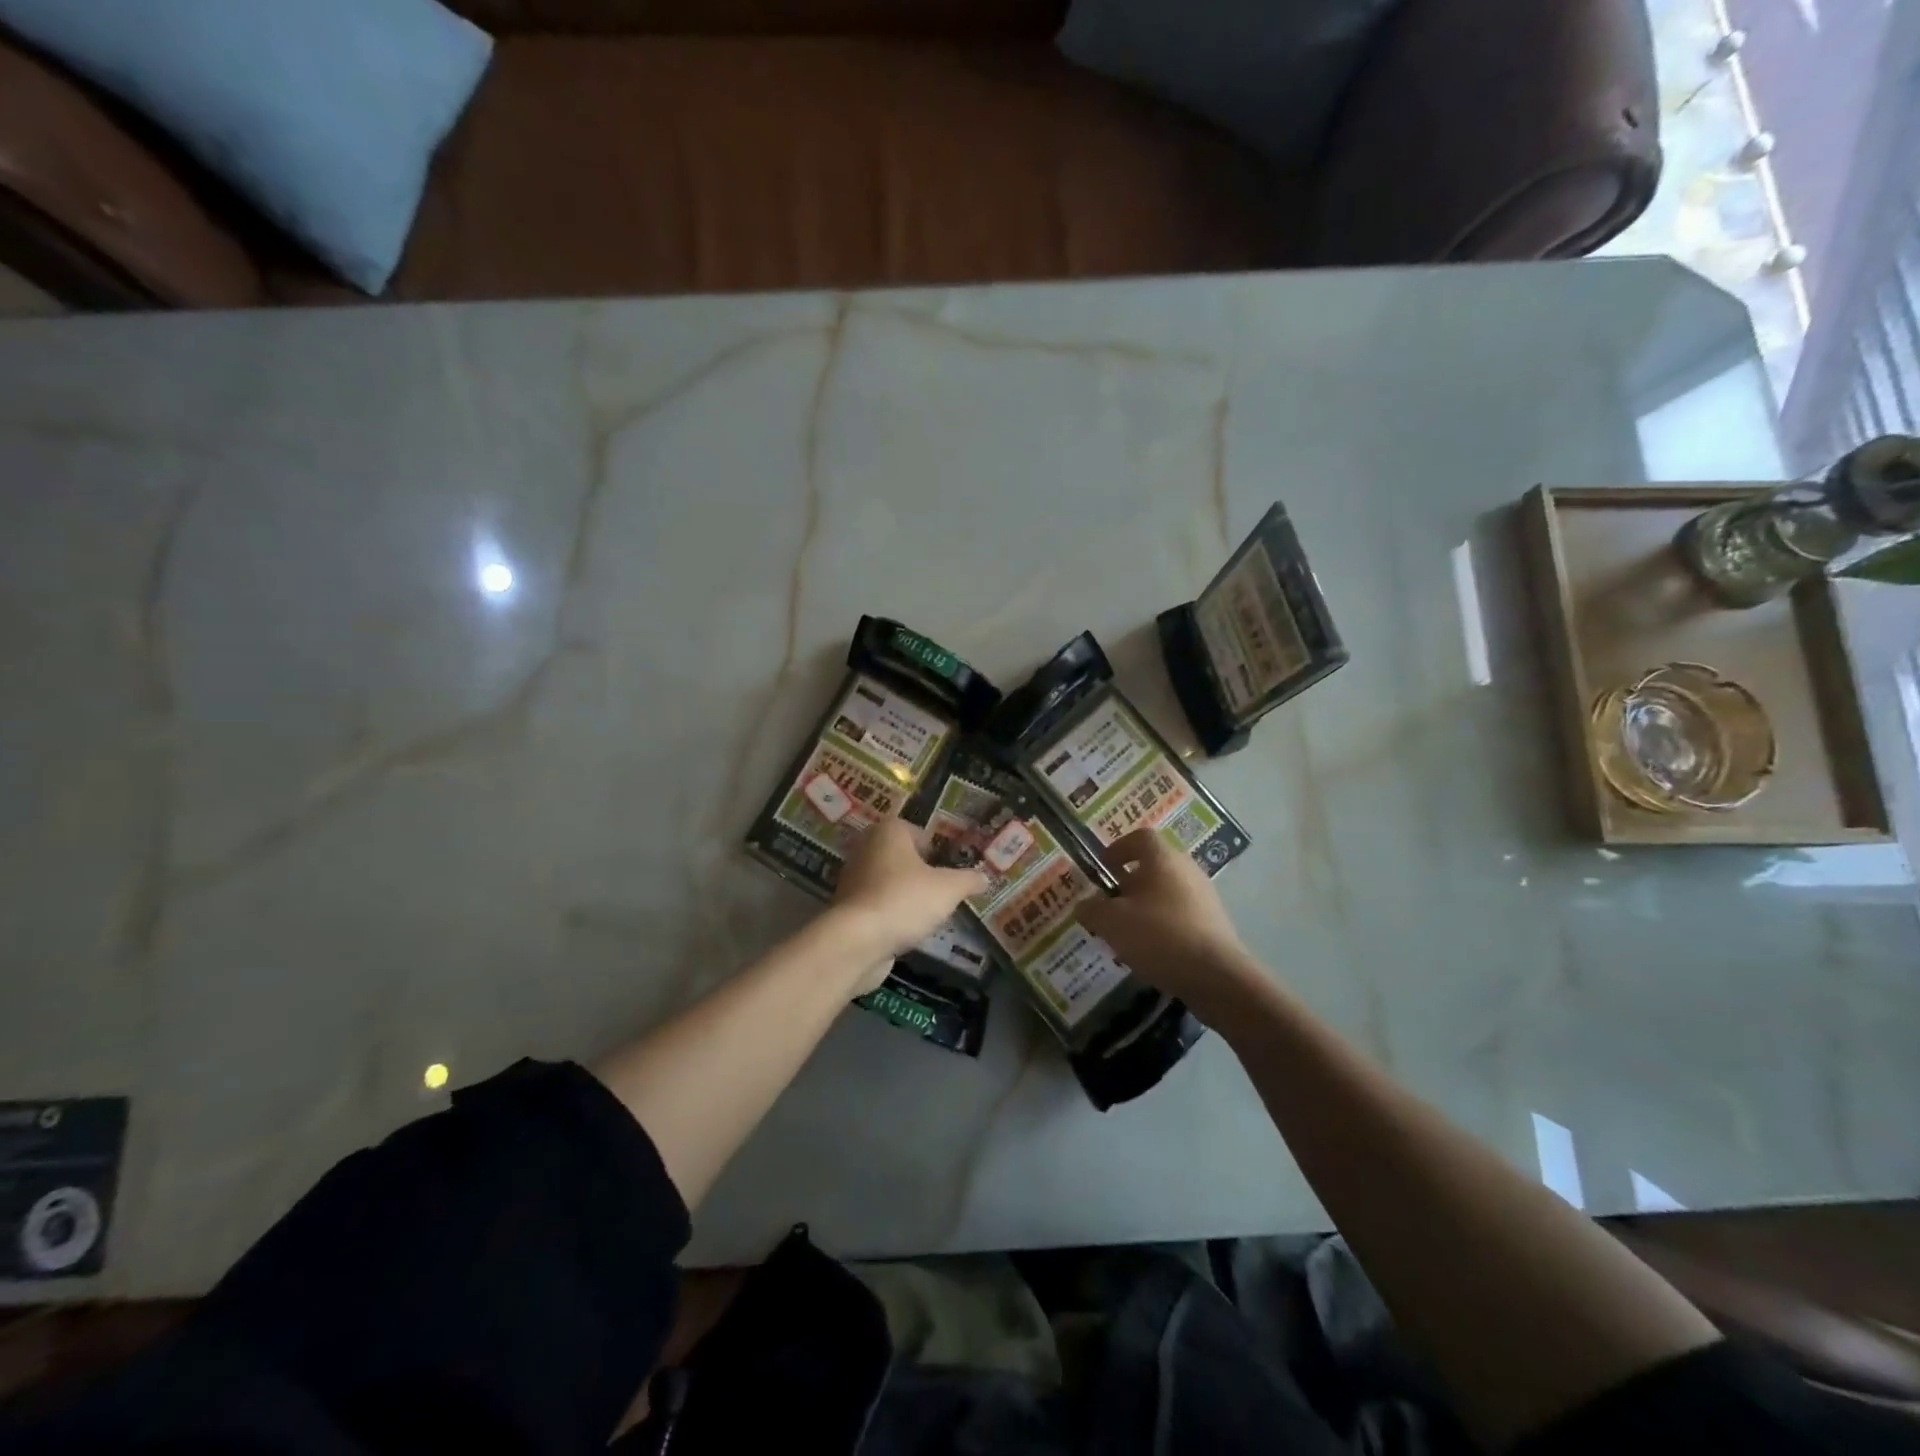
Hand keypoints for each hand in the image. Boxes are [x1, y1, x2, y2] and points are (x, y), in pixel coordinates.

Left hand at [830, 818, 989, 991]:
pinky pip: (877, 905)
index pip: (917, 832)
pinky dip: (891, 915)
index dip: (936, 848)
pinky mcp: (846, 908)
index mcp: (889, 832)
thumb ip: (968, 880)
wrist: (857, 940)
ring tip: (929, 914)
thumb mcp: (949, 888)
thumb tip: (984, 878)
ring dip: (906, 895)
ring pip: (888, 882)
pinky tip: (907, 930)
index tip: (951, 868)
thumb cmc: (905, 899)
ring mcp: (852, 879)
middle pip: (902, 857)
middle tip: (944, 890)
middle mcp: (866, 848)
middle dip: (921, 873)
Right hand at [1075, 828, 1265, 1024]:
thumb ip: (1092, 909)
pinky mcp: (1214, 924)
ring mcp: (1204, 897)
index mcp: (1163, 859)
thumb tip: (1084, 905)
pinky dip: (1162, 925)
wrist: (1216, 977)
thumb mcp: (1111, 922)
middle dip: (1128, 883)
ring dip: (1144, 906)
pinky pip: (1180, 915)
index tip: (1103, 867)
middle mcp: (1187, 870)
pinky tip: (1150, 951)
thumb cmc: (1159, 936)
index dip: (1118, 848)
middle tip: (1108, 904)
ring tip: (1125, 932)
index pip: (1140, 837)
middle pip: (1153, 866)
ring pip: (1166, 892)